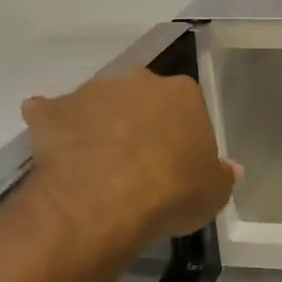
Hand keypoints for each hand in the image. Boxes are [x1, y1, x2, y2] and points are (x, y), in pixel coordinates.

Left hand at [21, 70, 239, 264]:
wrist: (105, 200)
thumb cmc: (172, 191)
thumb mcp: (214, 192)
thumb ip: (222, 175)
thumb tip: (231, 168)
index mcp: (182, 93)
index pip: (187, 105)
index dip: (181, 133)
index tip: (176, 160)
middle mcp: (138, 81)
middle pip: (141, 97)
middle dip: (139, 120)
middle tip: (137, 159)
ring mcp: (92, 92)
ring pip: (98, 103)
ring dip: (98, 123)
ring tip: (96, 162)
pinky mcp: (53, 112)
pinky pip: (50, 114)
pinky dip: (52, 126)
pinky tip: (54, 149)